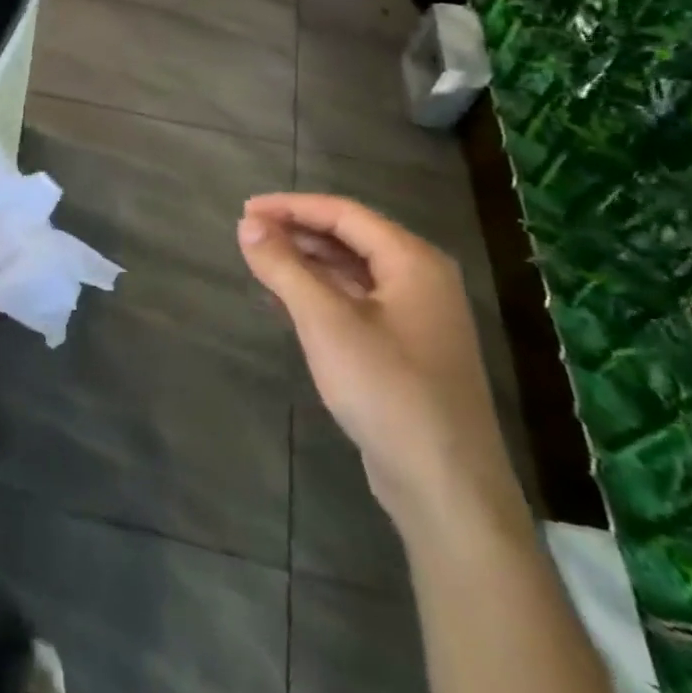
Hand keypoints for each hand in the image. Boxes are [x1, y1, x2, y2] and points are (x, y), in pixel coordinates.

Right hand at [238, 193, 527, 543]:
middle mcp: (421, 279)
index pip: (344, 213)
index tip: (246, 210)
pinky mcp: (406, 349)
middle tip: (248, 235)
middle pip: (351, 238)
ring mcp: (417, 317)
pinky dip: (320, 294)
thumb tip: (248, 225)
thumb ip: (284, 267)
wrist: (445, 486)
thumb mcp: (326, 322)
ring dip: (307, 263)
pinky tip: (287, 303)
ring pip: (353, 271)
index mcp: (412, 261)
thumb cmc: (387, 390)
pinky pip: (357, 303)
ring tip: (261, 263)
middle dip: (298, 232)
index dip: (291, 207)